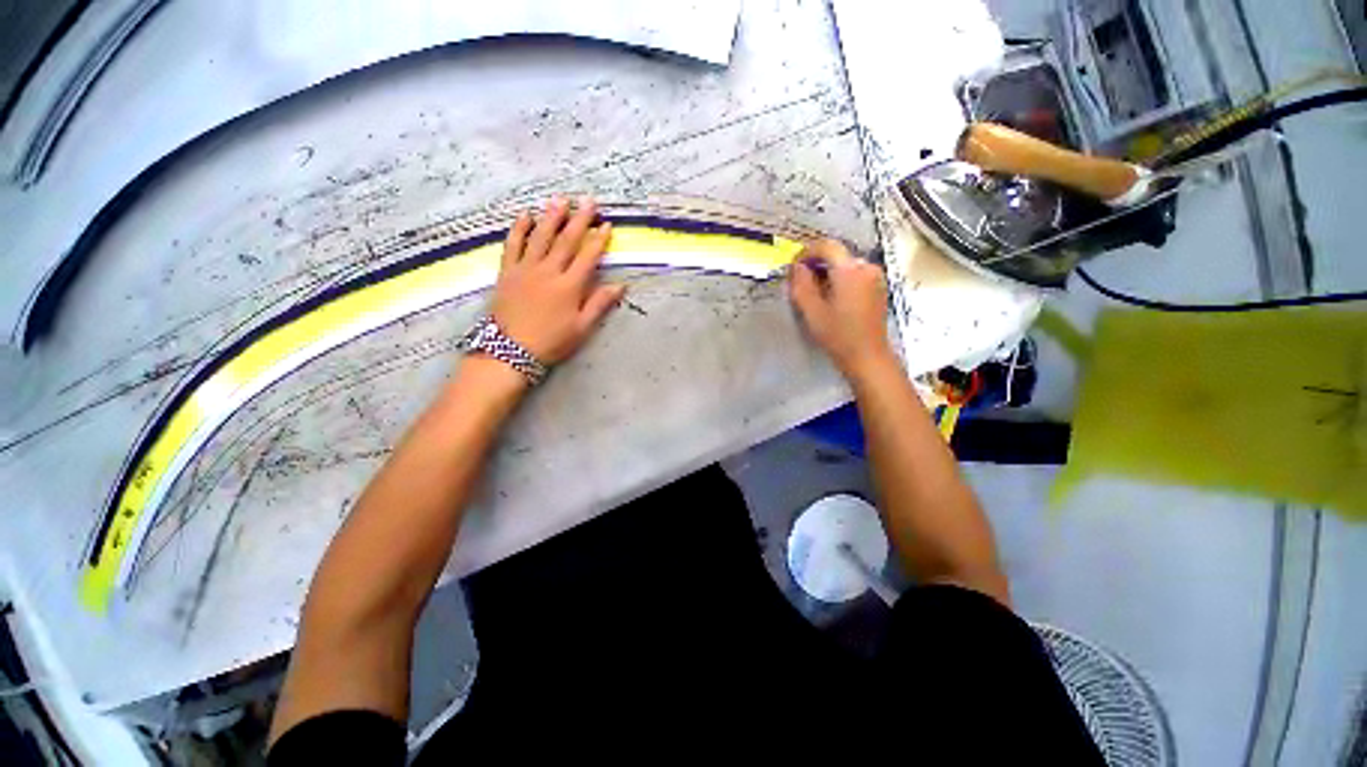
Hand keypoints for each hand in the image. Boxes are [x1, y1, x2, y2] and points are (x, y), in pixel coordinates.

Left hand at [491, 196, 625, 364]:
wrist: (510, 351)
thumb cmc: (551, 341)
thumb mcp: (581, 328)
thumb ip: (599, 304)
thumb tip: (621, 286)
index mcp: (569, 286)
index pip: (588, 257)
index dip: (599, 240)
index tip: (606, 224)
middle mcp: (548, 271)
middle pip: (566, 240)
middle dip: (579, 219)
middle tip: (588, 201)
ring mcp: (525, 269)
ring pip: (540, 237)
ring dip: (551, 217)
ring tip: (560, 199)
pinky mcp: (507, 272)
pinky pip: (513, 245)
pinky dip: (519, 229)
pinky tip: (525, 215)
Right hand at [789, 238, 893, 377]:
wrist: (868, 356)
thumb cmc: (838, 335)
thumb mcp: (812, 311)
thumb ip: (801, 285)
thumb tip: (796, 267)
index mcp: (849, 270)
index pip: (826, 246)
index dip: (806, 252)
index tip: (794, 267)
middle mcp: (866, 267)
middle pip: (837, 256)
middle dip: (816, 265)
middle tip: (800, 284)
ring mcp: (875, 277)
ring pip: (845, 266)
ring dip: (828, 274)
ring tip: (815, 295)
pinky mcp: (878, 288)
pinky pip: (855, 275)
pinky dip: (840, 281)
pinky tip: (832, 300)